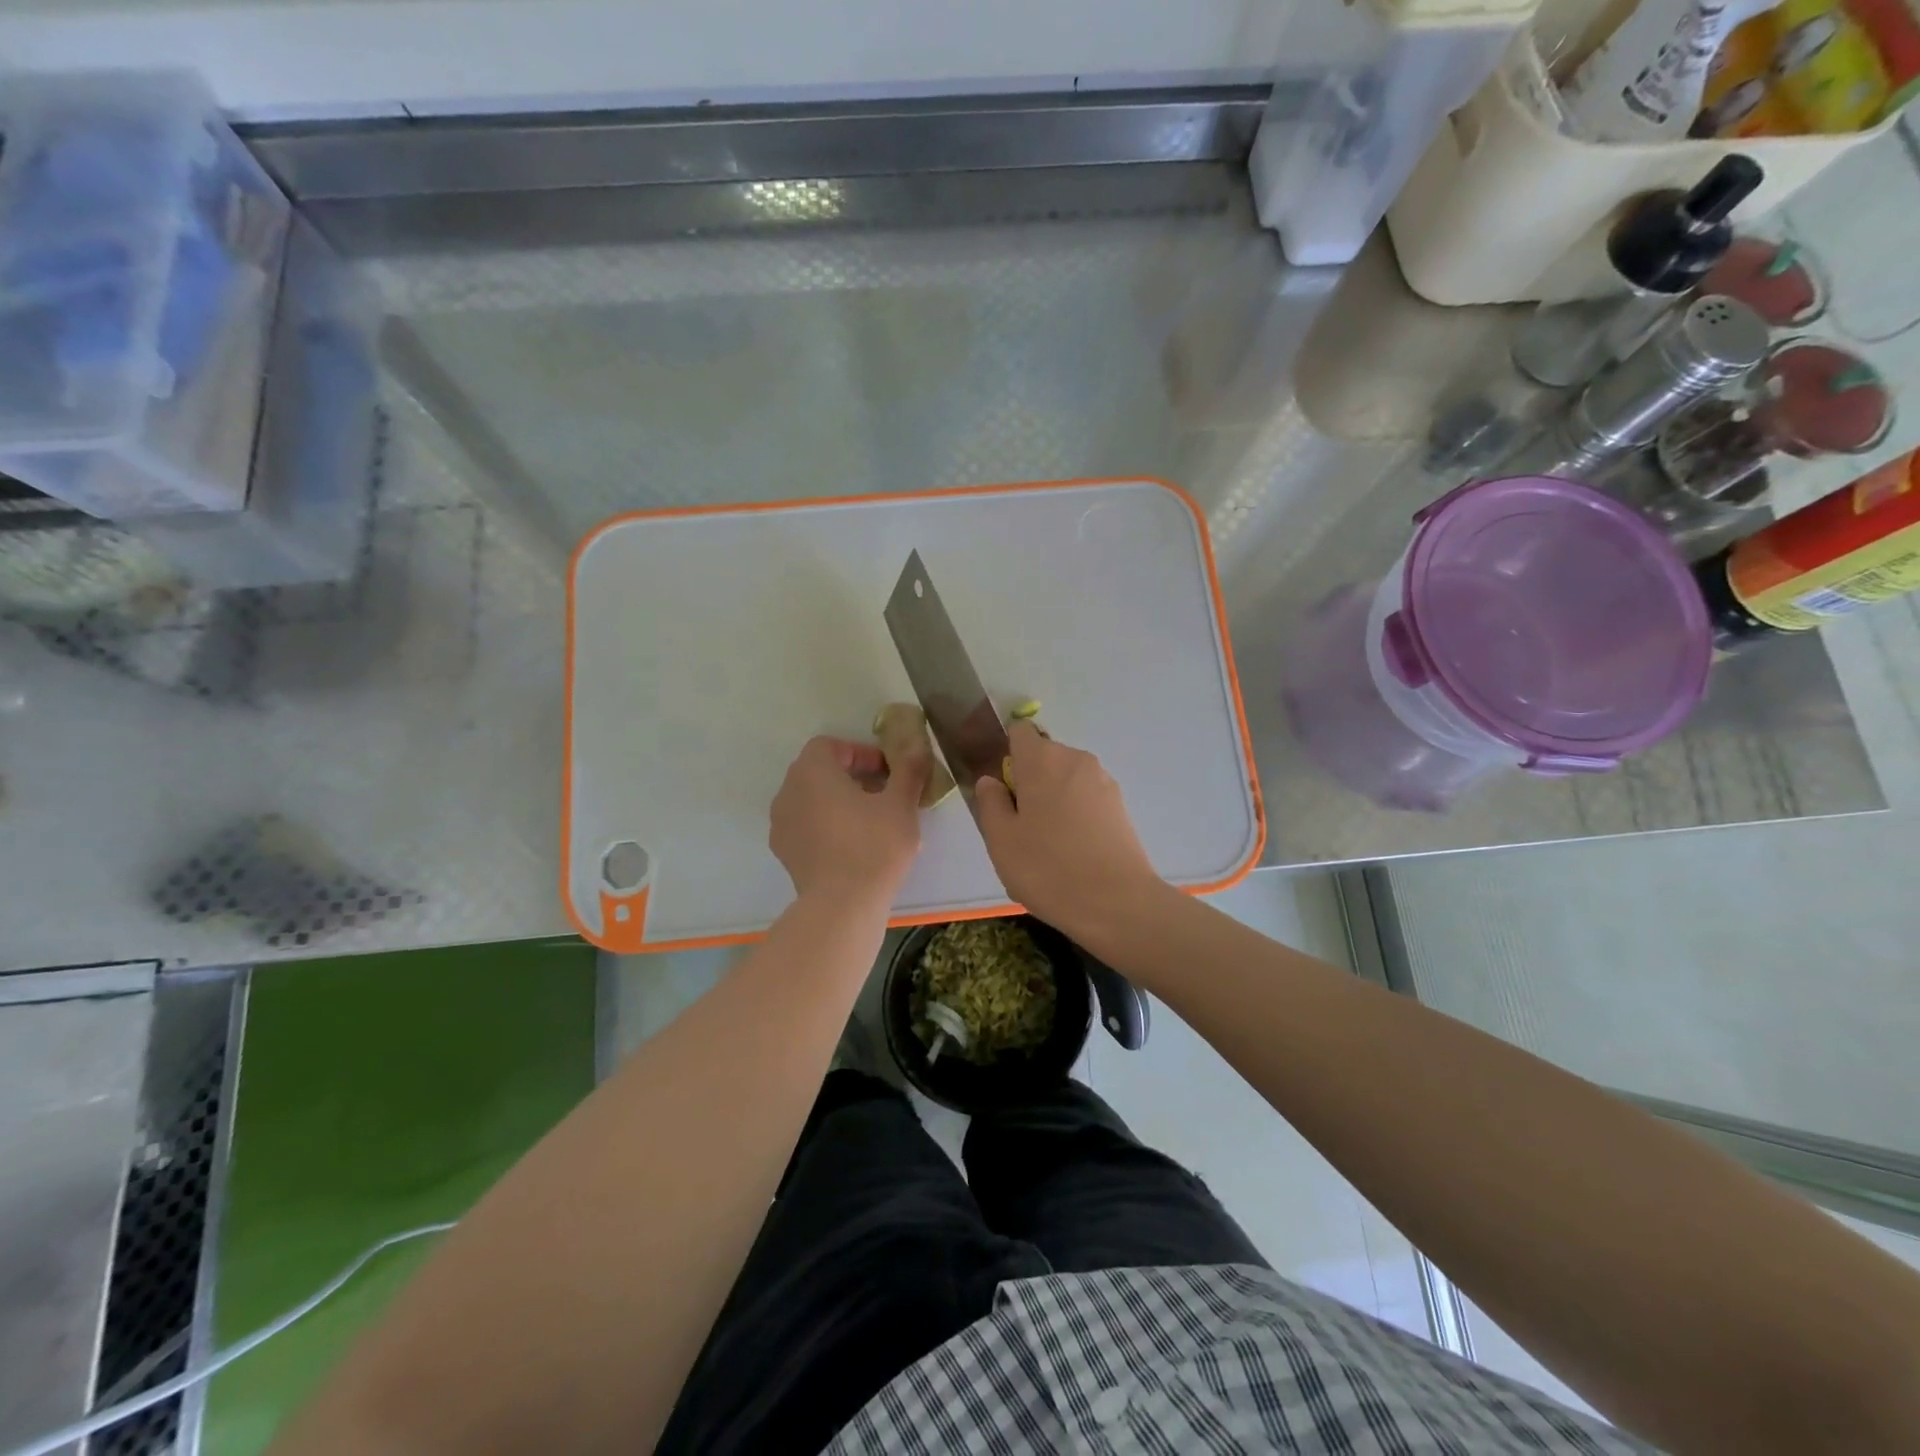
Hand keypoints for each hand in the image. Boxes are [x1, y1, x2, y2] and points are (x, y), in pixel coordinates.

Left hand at [770, 735, 928, 909]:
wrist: (842, 906)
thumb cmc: (873, 846)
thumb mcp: (901, 804)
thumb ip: (908, 769)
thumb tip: (917, 746)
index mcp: (812, 771)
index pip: (830, 746)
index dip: (860, 753)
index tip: (886, 772)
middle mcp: (788, 791)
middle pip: (819, 771)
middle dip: (851, 776)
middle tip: (883, 794)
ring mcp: (781, 823)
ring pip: (811, 799)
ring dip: (838, 801)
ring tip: (870, 821)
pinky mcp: (784, 851)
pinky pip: (806, 825)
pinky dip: (826, 825)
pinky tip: (852, 845)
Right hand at [973, 722, 1168, 942]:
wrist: (1117, 903)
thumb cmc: (1048, 868)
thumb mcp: (1001, 840)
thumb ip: (990, 803)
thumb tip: (992, 781)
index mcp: (1042, 759)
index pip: (1019, 731)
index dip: (1007, 754)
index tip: (1003, 789)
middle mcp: (1076, 759)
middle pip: (1044, 757)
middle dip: (1029, 781)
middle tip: (1020, 826)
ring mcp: (1103, 781)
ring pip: (1066, 780)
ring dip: (1053, 800)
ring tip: (1048, 845)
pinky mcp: (1121, 806)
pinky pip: (1086, 799)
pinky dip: (1075, 815)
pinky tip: (1073, 851)